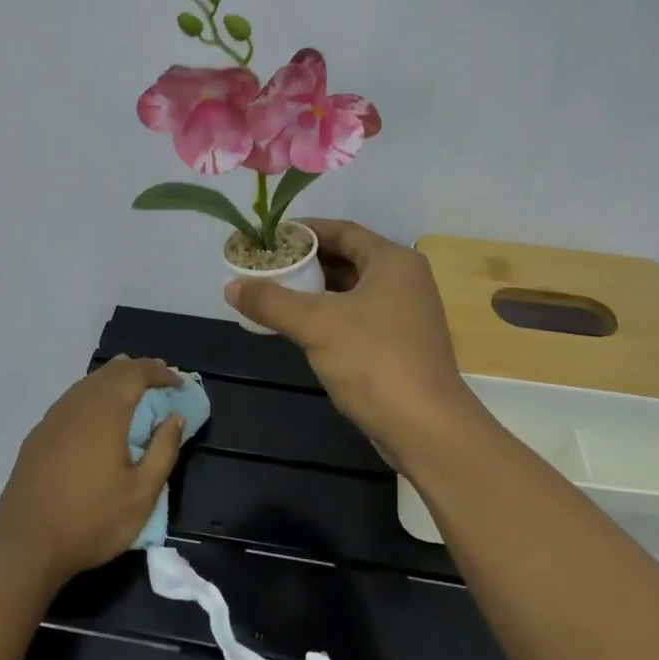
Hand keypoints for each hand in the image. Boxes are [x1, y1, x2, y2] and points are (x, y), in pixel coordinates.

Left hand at [0, 357, 185, 587]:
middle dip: (138, 371)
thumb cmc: (91, 520)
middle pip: (110, 371)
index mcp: (105, 412)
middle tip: (161, 382)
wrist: (25, 546)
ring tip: (134, 393)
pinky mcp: (38, 435)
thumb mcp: (142, 493)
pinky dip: (94, 397)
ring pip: (88, 383)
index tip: (179, 383)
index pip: (136, 373)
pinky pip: (72, 400)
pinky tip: (99, 417)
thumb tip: (175, 417)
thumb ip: (164, 449)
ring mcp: (53, 418)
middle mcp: (77, 404)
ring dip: (115, 381)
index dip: (160, 372)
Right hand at [224, 219, 482, 462]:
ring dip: (314, 291)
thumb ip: (272, 301)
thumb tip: (232, 285)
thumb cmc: (374, 361)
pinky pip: (357, 317)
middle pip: (347, 259)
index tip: (269, 237)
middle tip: (266, 266)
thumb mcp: (316, 325)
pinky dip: (328, 315)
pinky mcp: (400, 345)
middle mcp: (404, 281)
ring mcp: (405, 314)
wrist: (426, 428)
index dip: (304, 231)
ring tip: (274, 293)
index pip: (342, 231)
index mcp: (393, 262)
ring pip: (351, 291)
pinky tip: (299, 327)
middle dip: (305, 262)